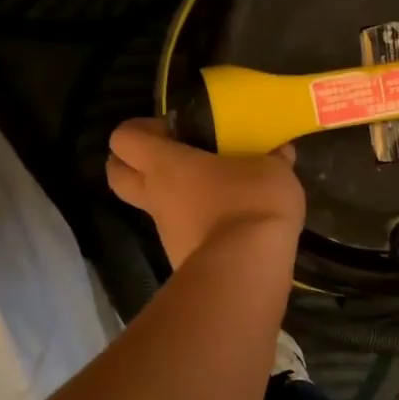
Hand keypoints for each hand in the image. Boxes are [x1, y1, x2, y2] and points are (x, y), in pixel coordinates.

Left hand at [107, 118, 304, 269]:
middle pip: (117, 175)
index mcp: (166, 164)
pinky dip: (197, 228)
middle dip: (132, 163)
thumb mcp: (274, 172)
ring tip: (215, 195)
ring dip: (173, 199)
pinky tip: (231, 227)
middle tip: (169, 157)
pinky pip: (182, 236)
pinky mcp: (182, 260)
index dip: (139, 129)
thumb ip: (273, 160)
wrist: (247, 270)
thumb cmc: (251, 204)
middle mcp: (156, 197)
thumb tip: (281, 153)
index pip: (125, 138)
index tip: (171, 129)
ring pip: (152, 208)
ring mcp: (165, 233)